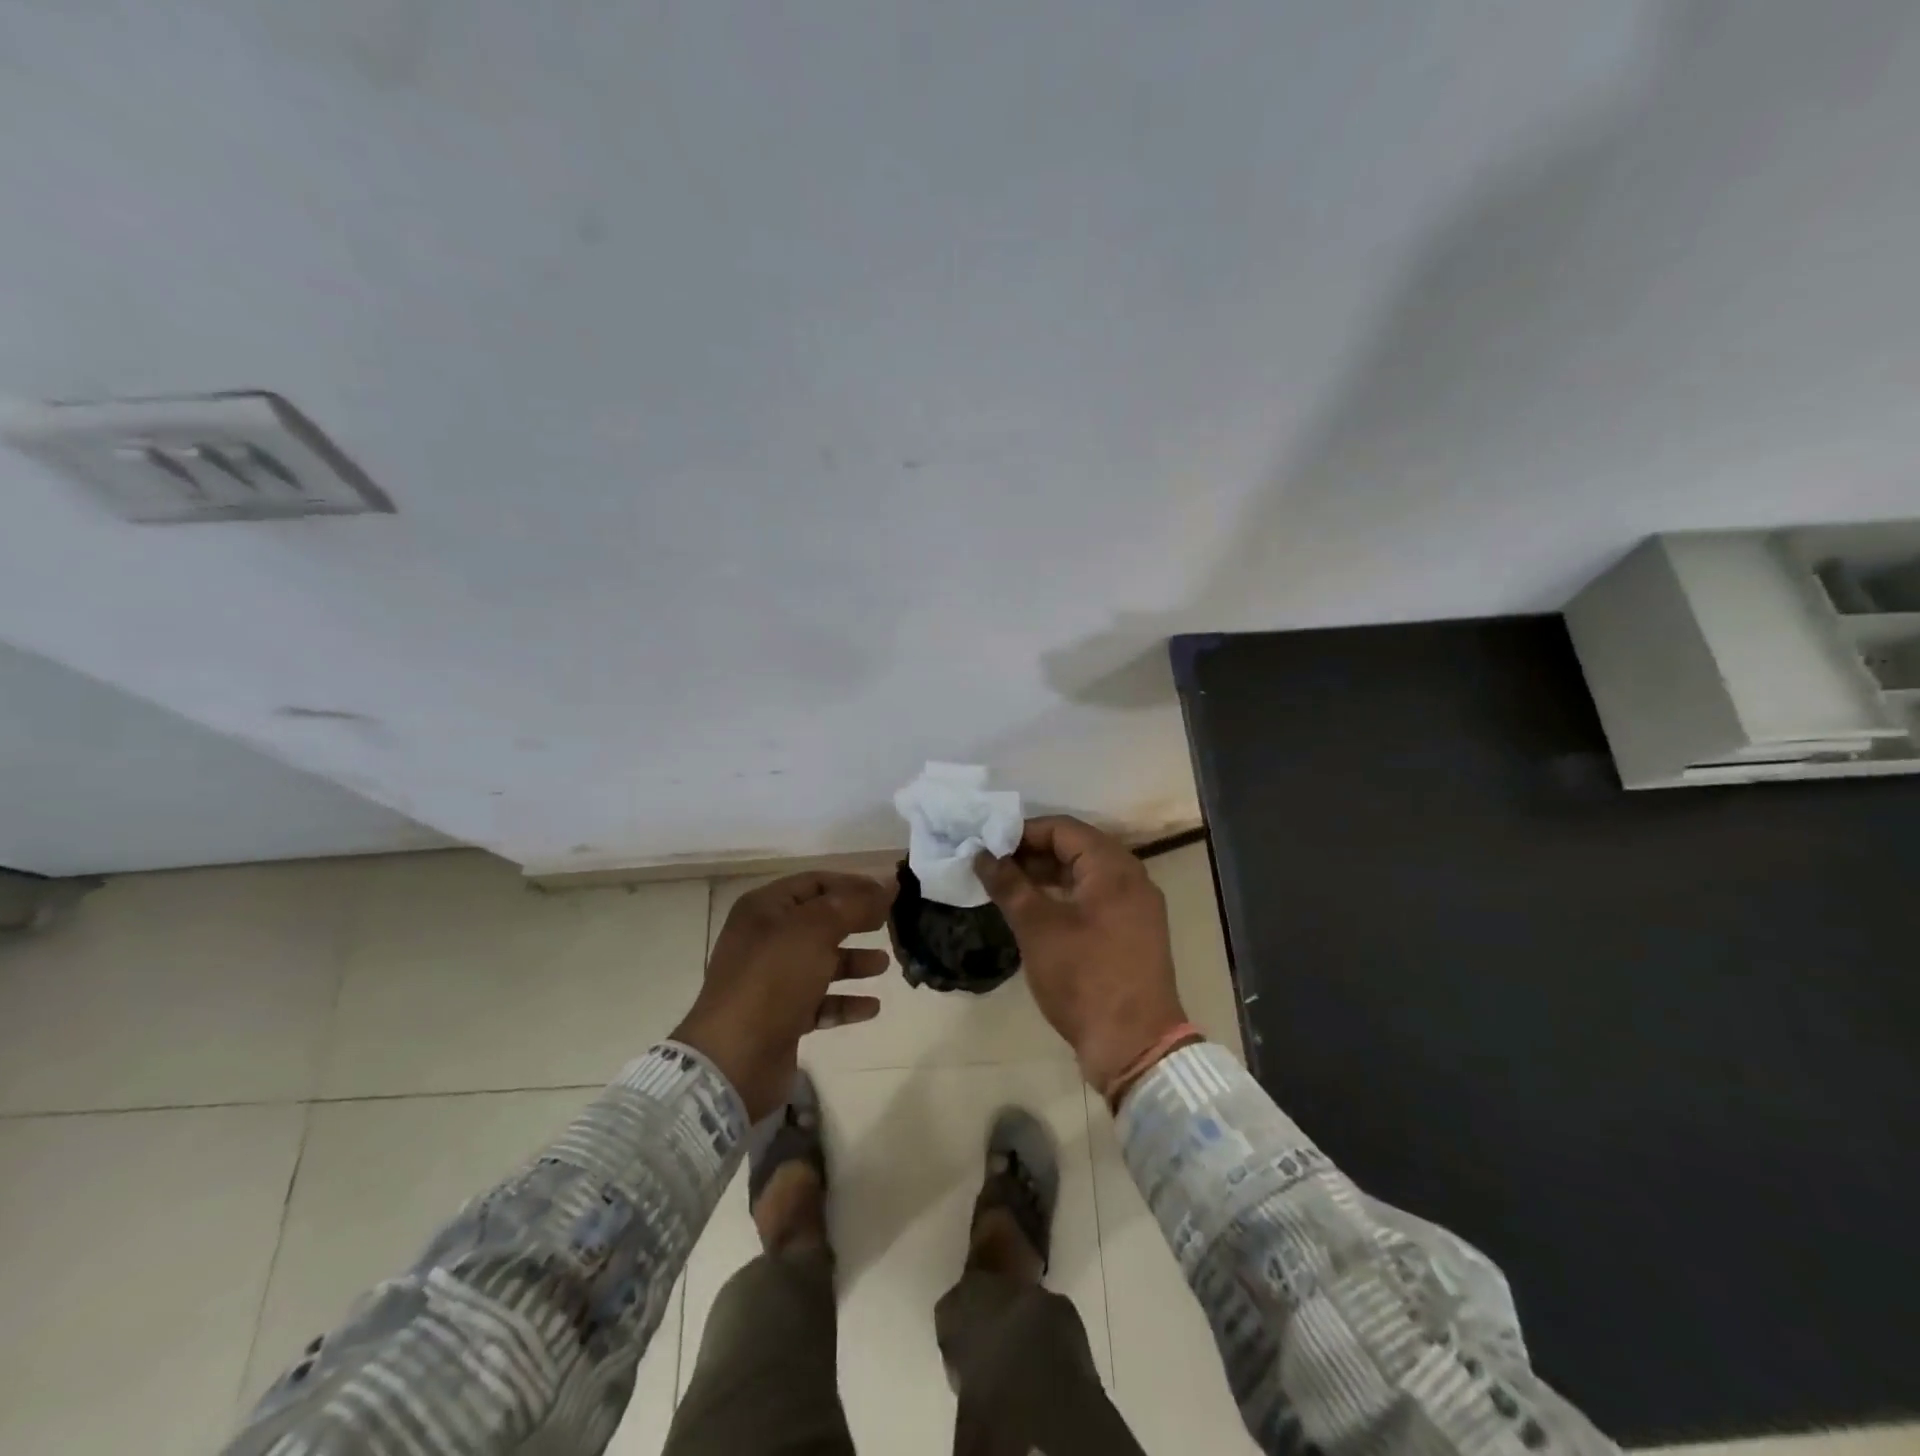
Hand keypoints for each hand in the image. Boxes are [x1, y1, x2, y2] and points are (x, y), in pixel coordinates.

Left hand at [671, 871, 893, 1120]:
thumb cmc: (773, 980)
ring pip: (821, 962)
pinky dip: (845, 1001)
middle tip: (890, 925)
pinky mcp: (780, 1017)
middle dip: (856, 922)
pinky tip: (871, 1007)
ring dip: (853, 962)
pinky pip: (820, 1001)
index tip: (889, 894)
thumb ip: (855, 904)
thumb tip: (889, 882)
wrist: (734, 1059)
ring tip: (884, 965)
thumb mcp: (816, 931)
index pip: (816, 882)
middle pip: (820, 921)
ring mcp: (771, 980)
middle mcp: (765, 939)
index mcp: (765, 909)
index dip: (853, 884)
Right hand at [974, 816, 1187, 1091]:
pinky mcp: (1134, 932)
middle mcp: (1132, 878)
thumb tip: (981, 854)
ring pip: (1086, 874)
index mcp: (1113, 867)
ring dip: (1048, 875)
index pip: (1063, 828)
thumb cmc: (1084, 977)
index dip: (1022, 832)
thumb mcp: (1037, 928)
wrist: (1135, 1046)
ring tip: (1008, 887)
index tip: (988, 845)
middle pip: (1077, 848)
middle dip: (1032, 853)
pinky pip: (1096, 898)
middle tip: (993, 866)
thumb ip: (1009, 884)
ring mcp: (1137, 906)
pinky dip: (1066, 896)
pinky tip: (1037, 911)